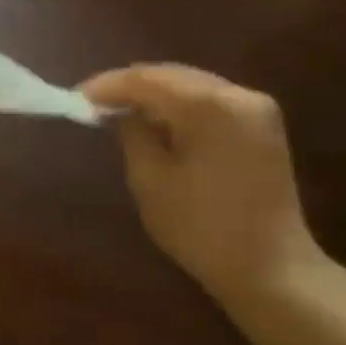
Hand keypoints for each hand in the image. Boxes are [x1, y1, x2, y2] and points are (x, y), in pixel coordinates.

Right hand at [81, 64, 328, 310]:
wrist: (270, 268)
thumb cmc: (200, 227)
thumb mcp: (149, 179)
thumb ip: (131, 133)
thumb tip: (120, 112)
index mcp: (210, 106)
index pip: (146, 80)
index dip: (107, 85)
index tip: (75, 98)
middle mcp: (239, 95)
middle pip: (172, 76)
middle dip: (130, 86)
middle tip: (92, 102)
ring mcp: (257, 109)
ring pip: (191, 86)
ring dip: (154, 94)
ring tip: (118, 110)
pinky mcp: (262, 127)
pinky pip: (210, 102)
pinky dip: (178, 106)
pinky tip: (155, 121)